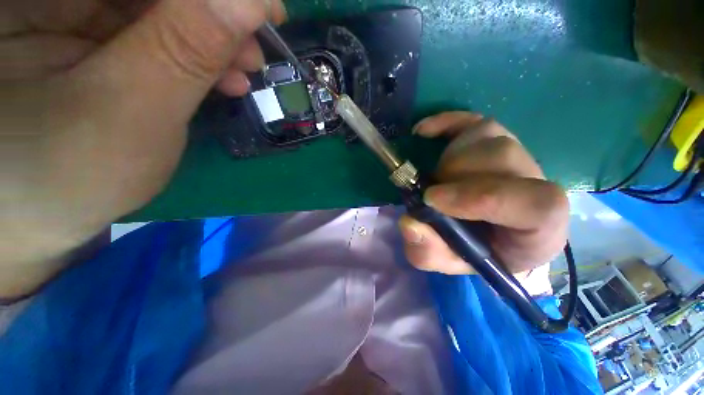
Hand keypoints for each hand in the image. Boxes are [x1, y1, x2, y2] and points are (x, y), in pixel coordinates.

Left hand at [0, 0, 284, 295]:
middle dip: (212, 15)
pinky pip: (149, 28)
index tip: (266, 10)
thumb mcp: (128, 110)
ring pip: (155, 7)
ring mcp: (63, 13)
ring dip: (209, 38)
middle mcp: (46, 0)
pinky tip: (219, 78)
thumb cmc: (62, 179)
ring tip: (242, 73)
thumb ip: (186, 49)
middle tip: (254, 53)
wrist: (34, 218)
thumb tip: (252, 0)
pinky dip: (192, 52)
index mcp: (28, 3)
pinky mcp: (83, 36)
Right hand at [399, 112, 568, 294]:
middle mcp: (536, 184)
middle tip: (429, 193)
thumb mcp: (447, 262)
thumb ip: (428, 252)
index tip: (432, 200)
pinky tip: (423, 132)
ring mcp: (517, 155)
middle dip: (454, 175)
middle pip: (502, 159)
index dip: (482, 197)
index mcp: (539, 228)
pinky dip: (444, 122)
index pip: (537, 204)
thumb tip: (409, 223)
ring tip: (435, 179)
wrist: (491, 233)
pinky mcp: (496, 138)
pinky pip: (472, 119)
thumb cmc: (474, 251)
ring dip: (448, 159)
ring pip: (487, 136)